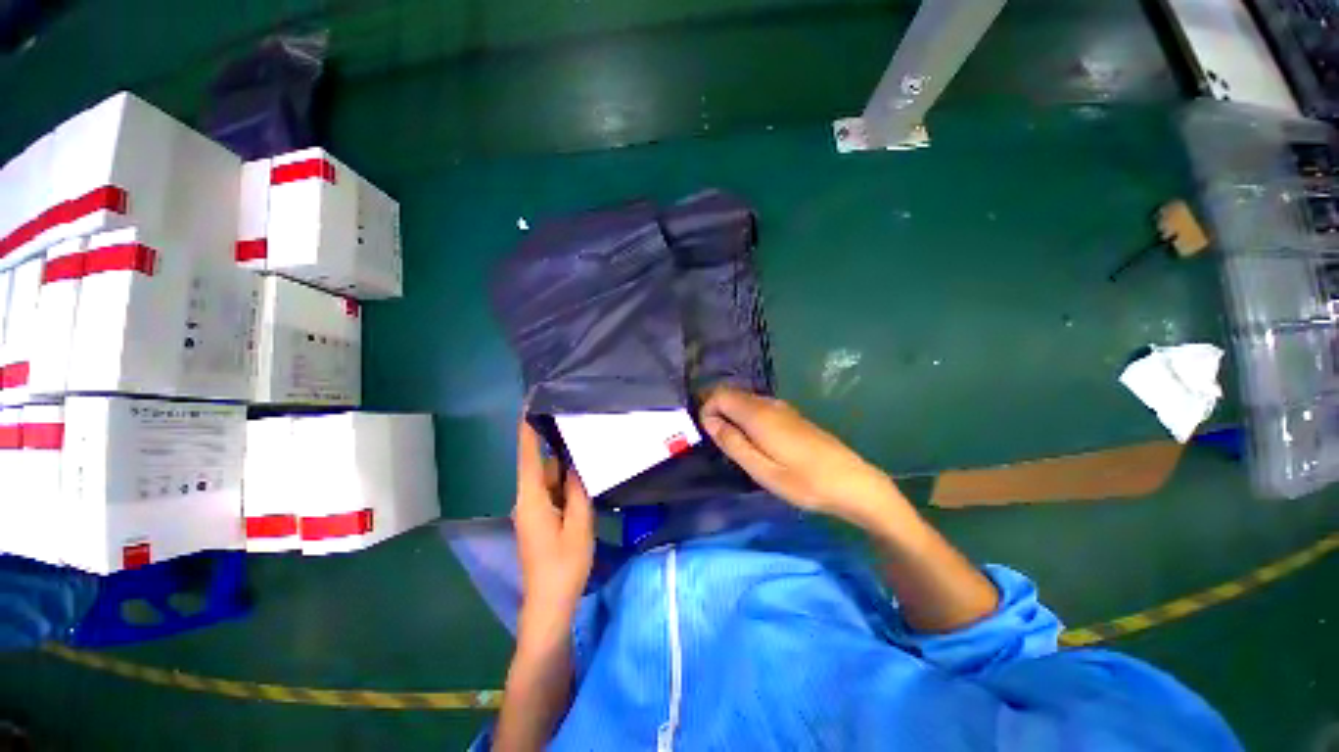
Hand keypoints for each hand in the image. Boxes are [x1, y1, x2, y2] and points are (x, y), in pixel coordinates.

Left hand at [513, 420, 594, 640]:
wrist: (549, 604)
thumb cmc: (564, 565)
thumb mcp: (579, 525)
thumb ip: (578, 491)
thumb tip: (576, 464)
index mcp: (532, 499)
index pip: (527, 456)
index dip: (527, 430)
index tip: (529, 406)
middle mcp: (527, 500)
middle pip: (542, 466)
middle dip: (561, 452)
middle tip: (585, 435)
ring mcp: (533, 511)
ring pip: (549, 480)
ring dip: (567, 472)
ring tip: (591, 459)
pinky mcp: (540, 519)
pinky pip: (552, 493)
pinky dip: (566, 486)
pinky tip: (585, 485)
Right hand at [700, 386, 905, 524]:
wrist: (853, 483)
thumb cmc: (805, 482)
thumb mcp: (762, 470)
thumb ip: (733, 443)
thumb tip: (709, 421)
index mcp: (759, 415)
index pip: (721, 395)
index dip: (707, 410)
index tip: (709, 435)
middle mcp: (769, 404)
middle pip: (732, 394)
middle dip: (718, 412)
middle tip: (719, 443)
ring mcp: (783, 408)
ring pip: (746, 401)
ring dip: (732, 416)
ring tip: (735, 446)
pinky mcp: (792, 416)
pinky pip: (759, 408)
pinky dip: (747, 418)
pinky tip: (756, 442)